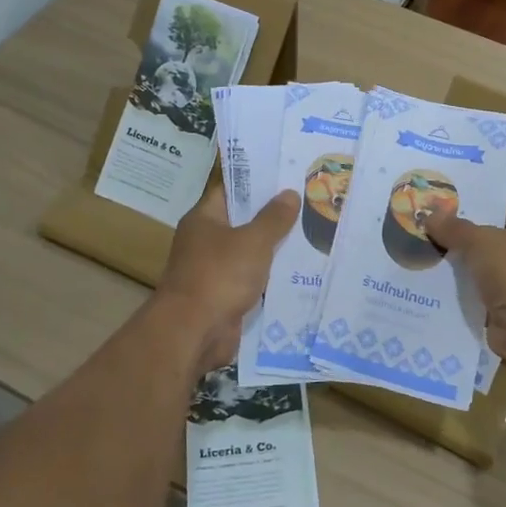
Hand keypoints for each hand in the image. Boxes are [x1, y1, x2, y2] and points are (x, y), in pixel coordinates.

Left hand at [154, 179, 298, 375]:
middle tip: (308, 203)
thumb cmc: (220, 275)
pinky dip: (270, 277)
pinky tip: (299, 271)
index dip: (257, 181)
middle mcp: (205, 241)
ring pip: (249, 252)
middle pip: (242, 221)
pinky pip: (251, 279)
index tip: (287, 174)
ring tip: (312, 234)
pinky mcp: (224, 296)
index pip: (231, 190)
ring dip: (274, 248)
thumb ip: (273, 218)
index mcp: (204, 219)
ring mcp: (214, 270)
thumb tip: (289, 193)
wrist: (193, 332)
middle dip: (273, 215)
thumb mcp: (253, 241)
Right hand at [423, 200, 505, 363]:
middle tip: (421, 227)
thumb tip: (430, 215)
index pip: (499, 206)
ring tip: (419, 251)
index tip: (436, 204)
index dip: (468, 204)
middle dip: (457, 235)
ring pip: (481, 265)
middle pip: (488, 236)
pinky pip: (479, 290)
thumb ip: (455, 228)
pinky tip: (430, 282)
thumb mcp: (482, 242)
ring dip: (456, 264)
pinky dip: (461, 289)